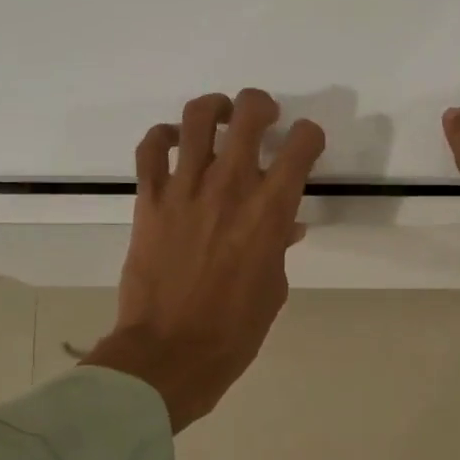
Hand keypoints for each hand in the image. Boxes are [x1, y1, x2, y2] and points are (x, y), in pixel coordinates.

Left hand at [83, 89, 324, 430]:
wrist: (171, 352)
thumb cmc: (234, 330)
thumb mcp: (272, 289)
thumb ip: (277, 248)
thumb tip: (283, 227)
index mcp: (270, 211)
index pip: (302, 146)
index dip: (310, 137)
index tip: (306, 145)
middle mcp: (230, 186)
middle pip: (249, 114)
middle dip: (262, 106)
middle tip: (264, 118)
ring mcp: (184, 189)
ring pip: (197, 118)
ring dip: (214, 109)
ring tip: (220, 119)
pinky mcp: (149, 200)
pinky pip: (150, 150)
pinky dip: (162, 137)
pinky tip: (173, 145)